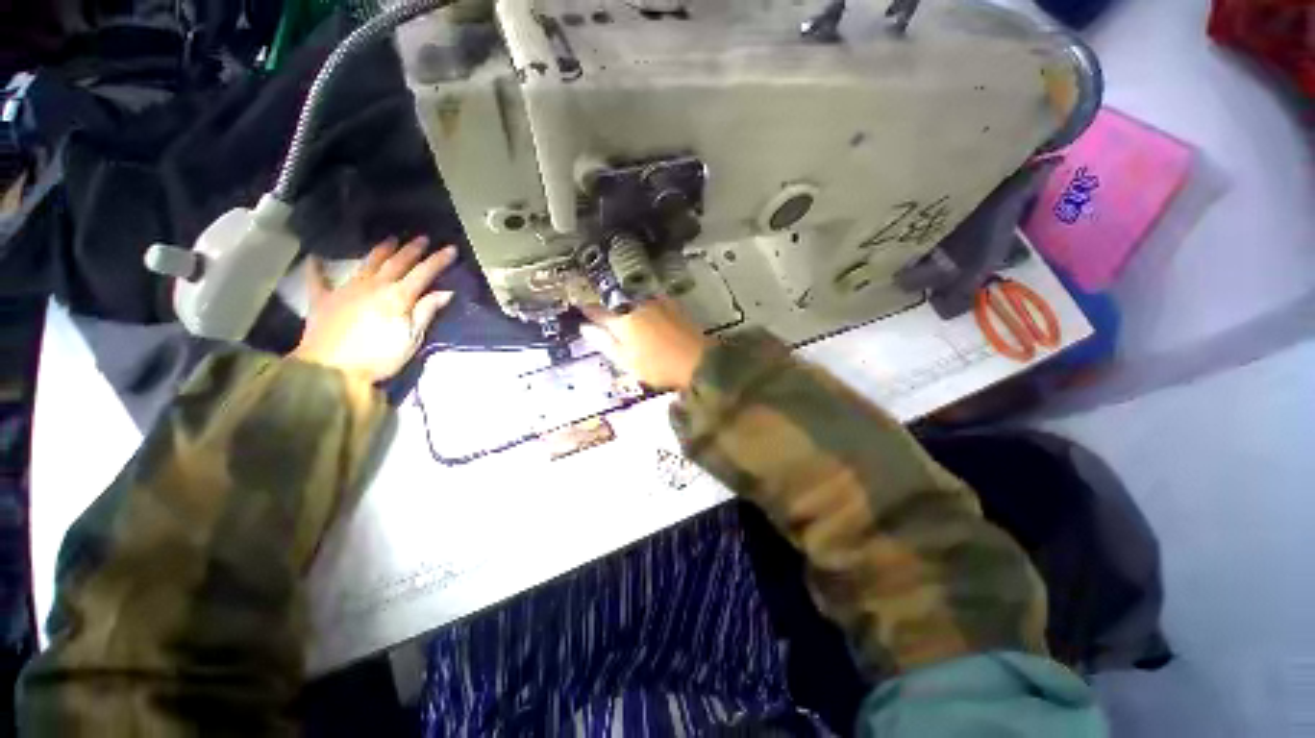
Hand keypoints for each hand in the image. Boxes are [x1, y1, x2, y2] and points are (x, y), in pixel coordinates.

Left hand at [293, 237, 456, 382]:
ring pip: (368, 264)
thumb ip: (425, 312)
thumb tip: (445, 292)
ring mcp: (346, 290)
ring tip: (391, 239)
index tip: (450, 248)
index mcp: (398, 297)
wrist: (330, 370)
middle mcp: (373, 286)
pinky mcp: (323, 300)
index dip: (438, 260)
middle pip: (397, 263)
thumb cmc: (378, 357)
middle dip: (412, 249)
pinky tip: (314, 259)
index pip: (423, 273)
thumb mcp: (411, 338)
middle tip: (422, 238)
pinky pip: (319, 279)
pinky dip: (317, 268)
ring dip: (381, 250)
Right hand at [583, 297, 712, 390]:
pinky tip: (653, 315)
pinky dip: (650, 308)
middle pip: (619, 308)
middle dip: (614, 314)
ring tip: (635, 323)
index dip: (589, 311)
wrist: (698, 361)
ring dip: (632, 310)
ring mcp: (658, 304)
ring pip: (637, 304)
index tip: (581, 307)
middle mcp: (638, 308)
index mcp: (623, 323)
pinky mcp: (674, 306)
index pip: (599, 313)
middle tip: (613, 325)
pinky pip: (655, 302)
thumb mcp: (626, 361)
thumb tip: (585, 328)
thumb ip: (605, 343)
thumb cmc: (658, 367)